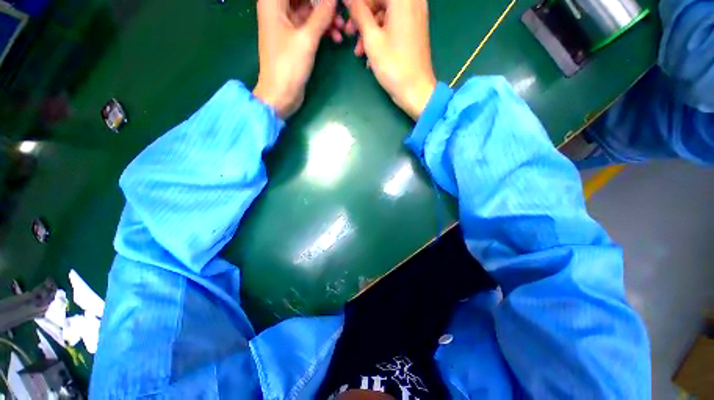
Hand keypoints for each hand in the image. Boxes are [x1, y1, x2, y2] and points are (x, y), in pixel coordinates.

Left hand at [253, 0, 341, 117]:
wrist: (280, 95)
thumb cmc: (288, 66)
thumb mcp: (307, 39)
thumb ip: (322, 15)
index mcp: (273, 2)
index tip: (333, 2)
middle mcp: (277, 8)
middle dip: (323, 4)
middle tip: (340, 12)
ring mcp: (286, 24)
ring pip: (309, 10)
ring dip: (326, 18)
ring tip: (341, 28)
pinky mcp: (293, 39)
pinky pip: (309, 26)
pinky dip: (322, 30)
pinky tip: (335, 37)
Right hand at [343, 0, 436, 118]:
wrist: (415, 90)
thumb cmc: (393, 65)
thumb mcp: (371, 38)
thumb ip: (358, 12)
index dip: (357, 4)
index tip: (346, 17)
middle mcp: (412, 1)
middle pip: (379, 1)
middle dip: (362, 18)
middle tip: (349, 34)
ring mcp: (415, 15)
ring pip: (385, 14)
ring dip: (369, 31)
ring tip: (359, 52)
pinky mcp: (415, 30)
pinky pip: (393, 25)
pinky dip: (381, 37)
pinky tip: (371, 56)